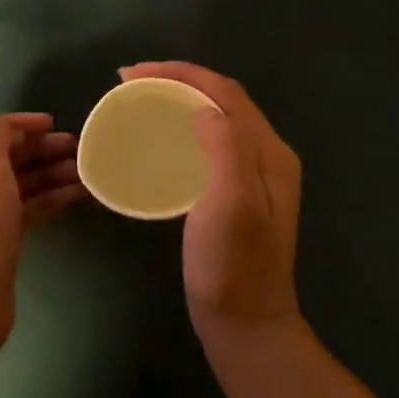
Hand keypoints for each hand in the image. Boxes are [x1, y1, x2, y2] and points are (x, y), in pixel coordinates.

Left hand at [0, 112, 84, 341]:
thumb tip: (11, 130)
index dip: (18, 124)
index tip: (53, 124)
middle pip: (1, 158)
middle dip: (39, 150)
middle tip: (77, 147)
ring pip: (15, 185)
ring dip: (49, 174)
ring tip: (85, 170)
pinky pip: (22, 210)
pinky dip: (47, 199)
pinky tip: (77, 194)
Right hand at [119, 64, 303, 347]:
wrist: (246, 324)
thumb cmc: (234, 266)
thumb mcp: (231, 202)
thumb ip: (224, 146)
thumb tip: (200, 105)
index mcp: (268, 152)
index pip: (224, 92)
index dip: (179, 73)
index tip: (131, 74)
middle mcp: (265, 156)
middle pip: (222, 100)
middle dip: (177, 81)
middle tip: (130, 84)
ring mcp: (252, 177)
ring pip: (215, 121)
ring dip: (178, 102)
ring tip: (140, 103)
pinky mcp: (235, 196)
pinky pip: (208, 146)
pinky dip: (181, 131)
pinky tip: (159, 143)